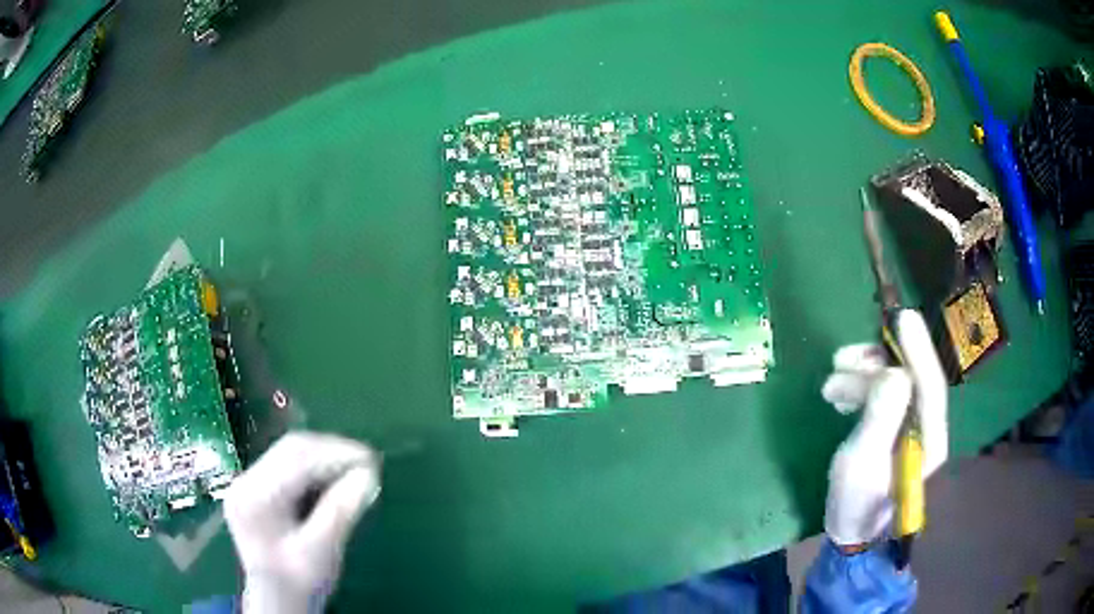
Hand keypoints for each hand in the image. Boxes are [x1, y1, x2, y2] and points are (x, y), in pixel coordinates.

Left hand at [224, 432, 381, 613]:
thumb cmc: (300, 582)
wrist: (277, 600)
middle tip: (367, 462)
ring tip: (355, 469)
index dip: (336, 454)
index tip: (371, 461)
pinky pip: (286, 465)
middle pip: (290, 450)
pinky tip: (334, 478)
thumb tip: (368, 476)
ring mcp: (247, 483)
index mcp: (254, 498)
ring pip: (289, 453)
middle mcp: (244, 482)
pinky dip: (314, 468)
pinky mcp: (255, 488)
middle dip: (331, 451)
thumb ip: (341, 512)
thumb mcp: (322, 552)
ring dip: (324, 458)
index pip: (296, 460)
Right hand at [821, 309, 947, 546]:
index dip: (918, 350)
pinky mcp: (897, 426)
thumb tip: (893, 373)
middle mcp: (926, 426)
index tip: (903, 317)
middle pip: (909, 379)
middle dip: (875, 365)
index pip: (931, 386)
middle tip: (839, 360)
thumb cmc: (856, 504)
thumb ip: (880, 418)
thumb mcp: (861, 463)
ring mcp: (912, 426)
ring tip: (829, 387)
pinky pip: (883, 394)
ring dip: (861, 377)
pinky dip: (861, 389)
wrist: (851, 530)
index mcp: (929, 439)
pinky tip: (840, 398)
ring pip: (894, 384)